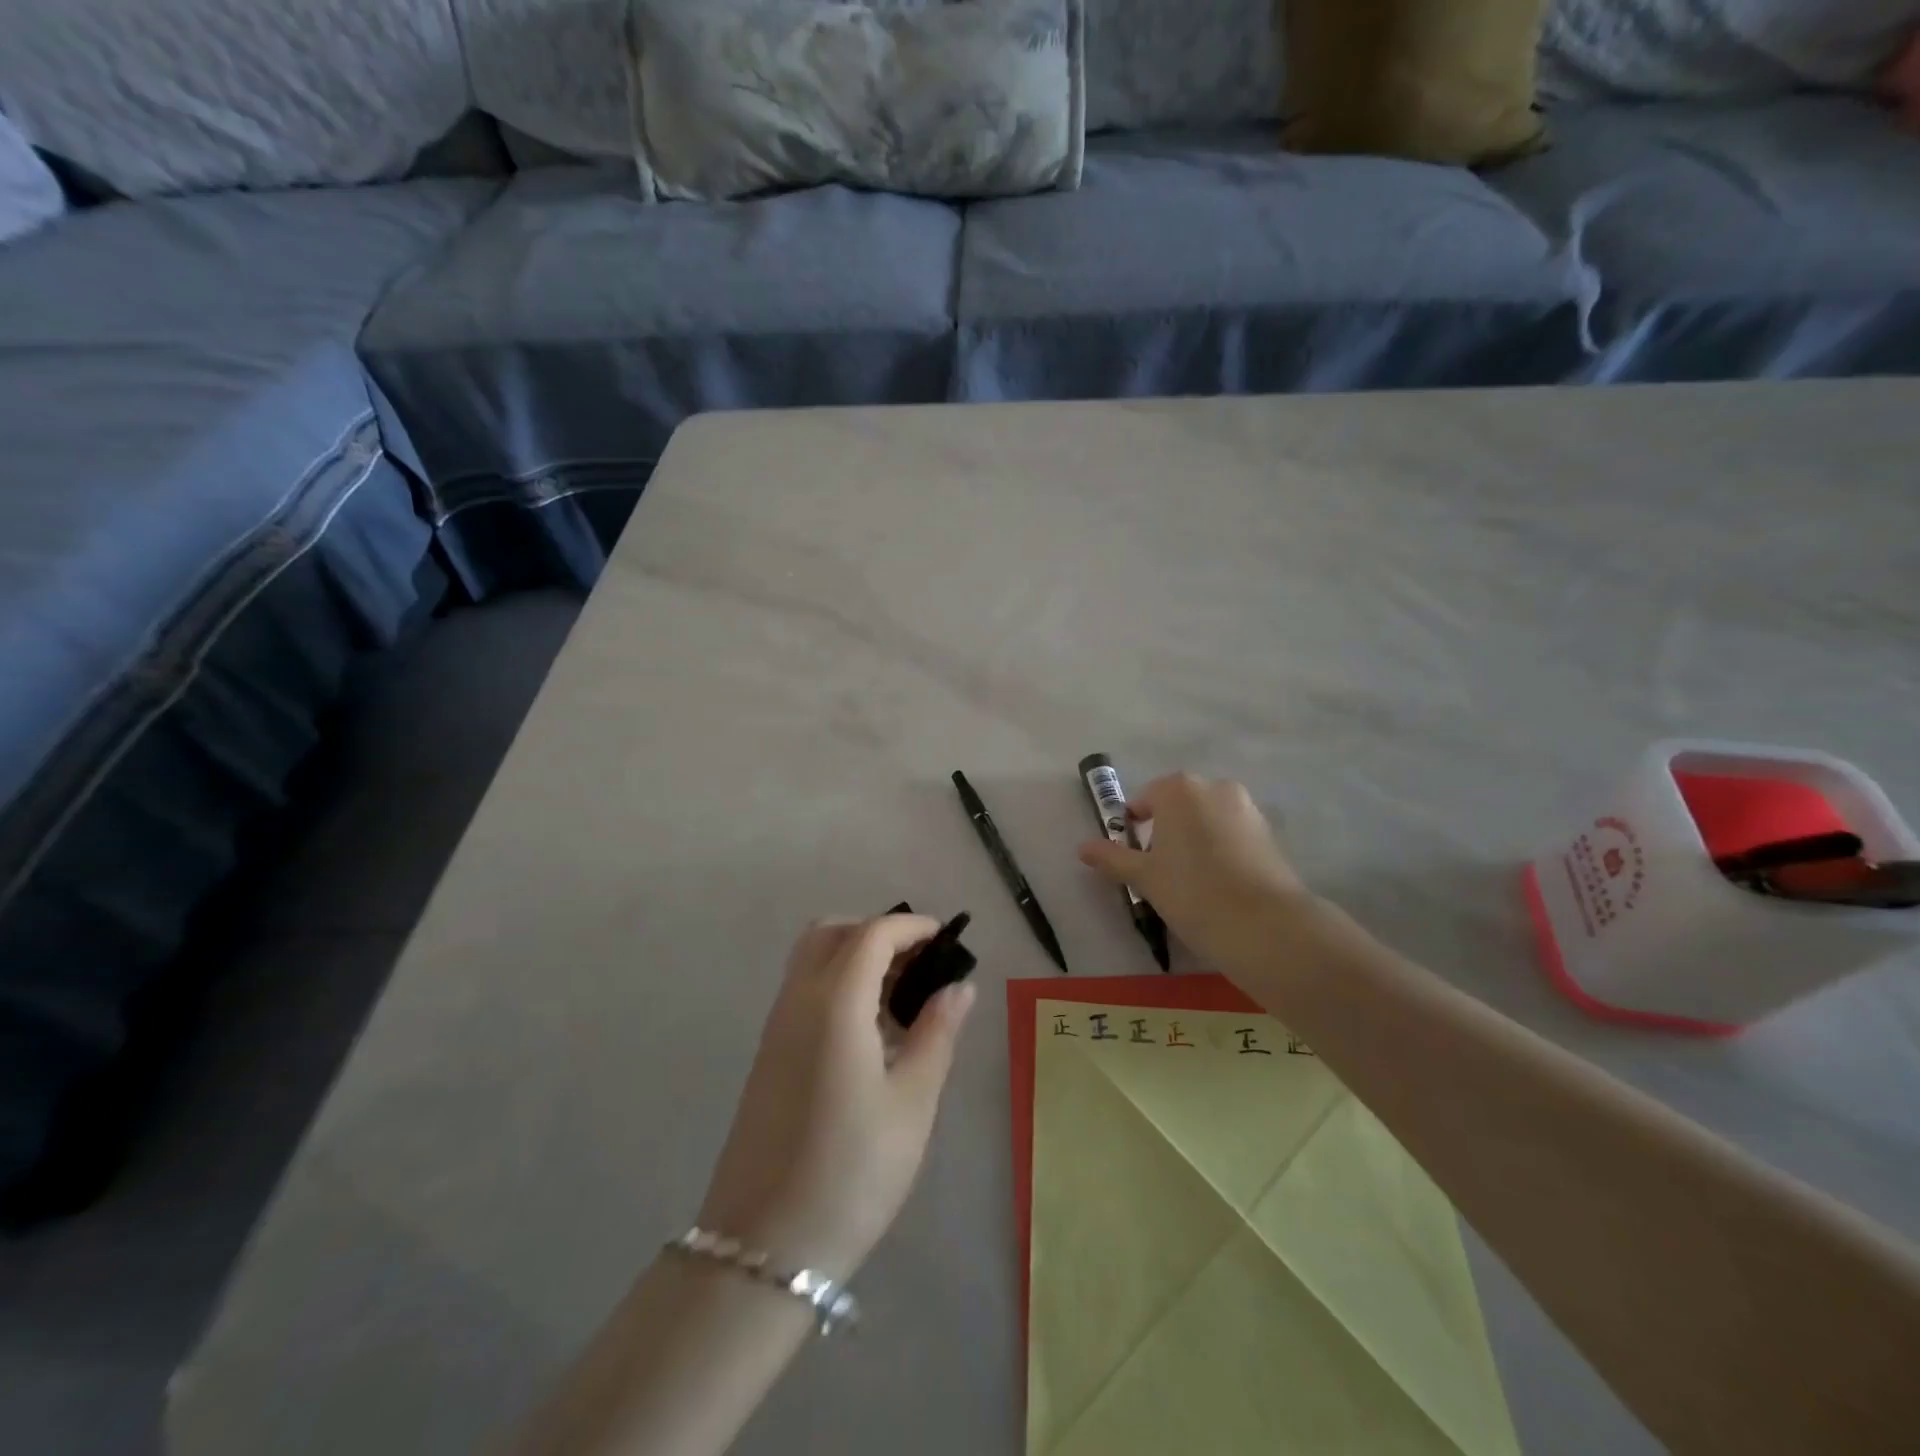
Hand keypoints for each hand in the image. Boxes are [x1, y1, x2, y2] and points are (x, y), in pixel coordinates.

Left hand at [697, 916, 976, 1280]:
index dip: (911, 926)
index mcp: (834, 1002)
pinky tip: (870, 1032)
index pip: (872, 934)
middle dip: (877, 932)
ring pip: (813, 960)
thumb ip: (938, 1034)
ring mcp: (776, 1027)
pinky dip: (838, 984)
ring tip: (901, 998)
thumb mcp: (912, 1102)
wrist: (762, 1249)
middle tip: (919, 964)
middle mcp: (797, 1000)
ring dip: (856, 956)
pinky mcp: (768, 1055)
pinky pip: (804, 992)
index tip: (945, 938)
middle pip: (832, 933)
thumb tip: (959, 987)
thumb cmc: (852, 1171)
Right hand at [1078, 772, 1315, 973]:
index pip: (1143, 801)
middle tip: (1160, 870)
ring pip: (1207, 819)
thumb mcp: (1144, 877)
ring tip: (1191, 880)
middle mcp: (1214, 787)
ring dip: (1195, 839)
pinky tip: (1219, 884)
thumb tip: (1082, 847)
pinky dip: (1221, 850)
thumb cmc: (1191, 892)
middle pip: (1178, 806)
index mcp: (1178, 789)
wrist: (1264, 924)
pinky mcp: (1269, 832)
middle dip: (1166, 831)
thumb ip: (1112, 858)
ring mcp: (1246, 807)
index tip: (1134, 859)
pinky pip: (1232, 833)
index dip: (1133, 828)